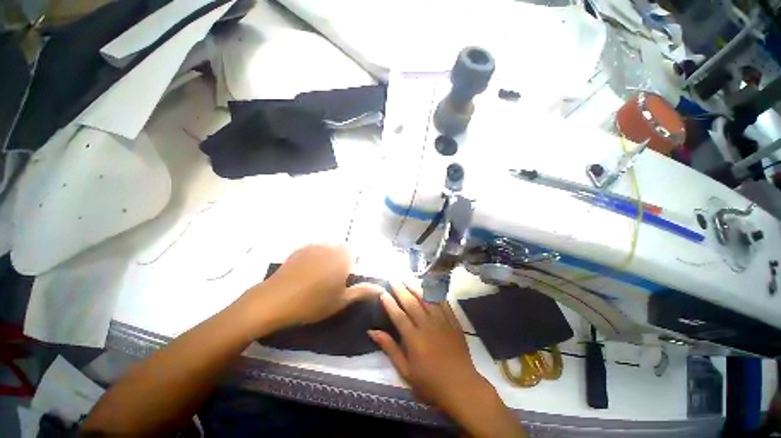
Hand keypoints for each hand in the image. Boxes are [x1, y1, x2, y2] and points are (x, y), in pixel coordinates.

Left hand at [241, 245, 383, 333]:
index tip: (348, 278)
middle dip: (342, 262)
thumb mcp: (341, 300)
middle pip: (343, 251)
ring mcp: (314, 246)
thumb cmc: (313, 302)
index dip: (355, 265)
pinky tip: (306, 273)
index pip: (357, 253)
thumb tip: (382, 289)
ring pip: (329, 250)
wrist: (275, 300)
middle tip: (334, 281)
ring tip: (319, 278)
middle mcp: (331, 246)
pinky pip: (315, 251)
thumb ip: (363, 291)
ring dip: (329, 259)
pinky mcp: (300, 249)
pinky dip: (315, 258)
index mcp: (344, 257)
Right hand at [368, 282, 486, 410]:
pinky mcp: (453, 322)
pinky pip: (443, 303)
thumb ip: (390, 348)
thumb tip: (372, 332)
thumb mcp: (406, 371)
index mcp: (414, 339)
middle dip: (401, 290)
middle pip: (412, 303)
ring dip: (416, 287)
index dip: (389, 303)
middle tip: (393, 278)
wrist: (461, 386)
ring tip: (407, 278)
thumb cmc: (430, 382)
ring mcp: (442, 322)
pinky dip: (435, 293)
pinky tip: (430, 286)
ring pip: (427, 299)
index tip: (383, 292)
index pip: (398, 316)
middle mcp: (427, 326)